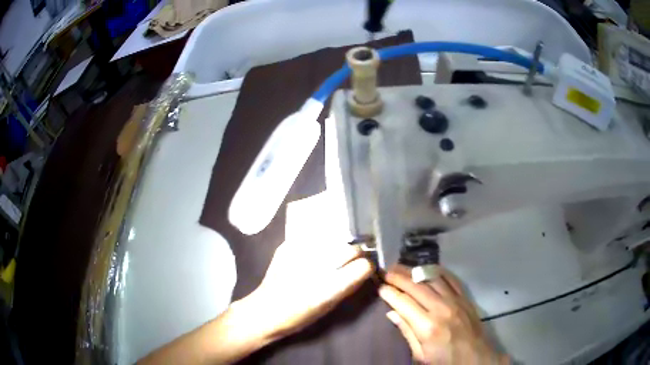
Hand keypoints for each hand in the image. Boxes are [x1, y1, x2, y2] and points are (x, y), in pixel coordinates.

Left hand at [234, 238, 373, 342]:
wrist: (264, 311)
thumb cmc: (298, 316)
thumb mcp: (328, 306)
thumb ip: (348, 287)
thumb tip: (364, 269)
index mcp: (328, 288)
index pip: (362, 265)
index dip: (367, 265)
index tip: (366, 266)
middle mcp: (316, 267)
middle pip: (349, 249)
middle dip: (355, 252)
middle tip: (352, 259)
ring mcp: (299, 253)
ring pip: (333, 239)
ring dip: (338, 246)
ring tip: (332, 255)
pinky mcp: (287, 246)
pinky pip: (313, 238)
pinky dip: (319, 243)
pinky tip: (314, 253)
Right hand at [379, 265, 507, 364]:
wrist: (475, 358)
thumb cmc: (445, 361)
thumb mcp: (421, 355)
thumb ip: (407, 332)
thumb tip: (391, 313)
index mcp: (427, 326)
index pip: (403, 303)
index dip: (389, 293)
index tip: (380, 287)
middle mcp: (441, 309)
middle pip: (416, 286)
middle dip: (398, 277)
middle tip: (386, 271)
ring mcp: (455, 301)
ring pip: (432, 278)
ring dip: (415, 271)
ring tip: (401, 267)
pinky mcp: (465, 298)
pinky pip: (450, 279)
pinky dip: (437, 271)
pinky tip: (427, 268)